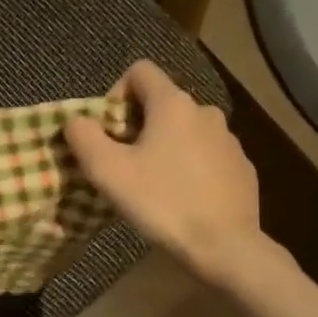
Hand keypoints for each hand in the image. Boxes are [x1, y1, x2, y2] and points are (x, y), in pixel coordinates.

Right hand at [65, 60, 265, 288]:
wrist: (224, 246)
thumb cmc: (162, 202)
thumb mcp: (108, 172)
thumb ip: (84, 137)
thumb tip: (75, 120)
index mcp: (173, 104)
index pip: (140, 71)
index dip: (115, 93)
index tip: (109, 132)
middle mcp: (205, 111)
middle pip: (162, 104)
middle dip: (138, 127)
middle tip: (124, 166)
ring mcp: (229, 139)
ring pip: (185, 132)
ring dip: (165, 148)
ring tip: (153, 186)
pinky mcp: (242, 167)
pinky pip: (207, 156)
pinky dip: (190, 168)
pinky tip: (183, 200)